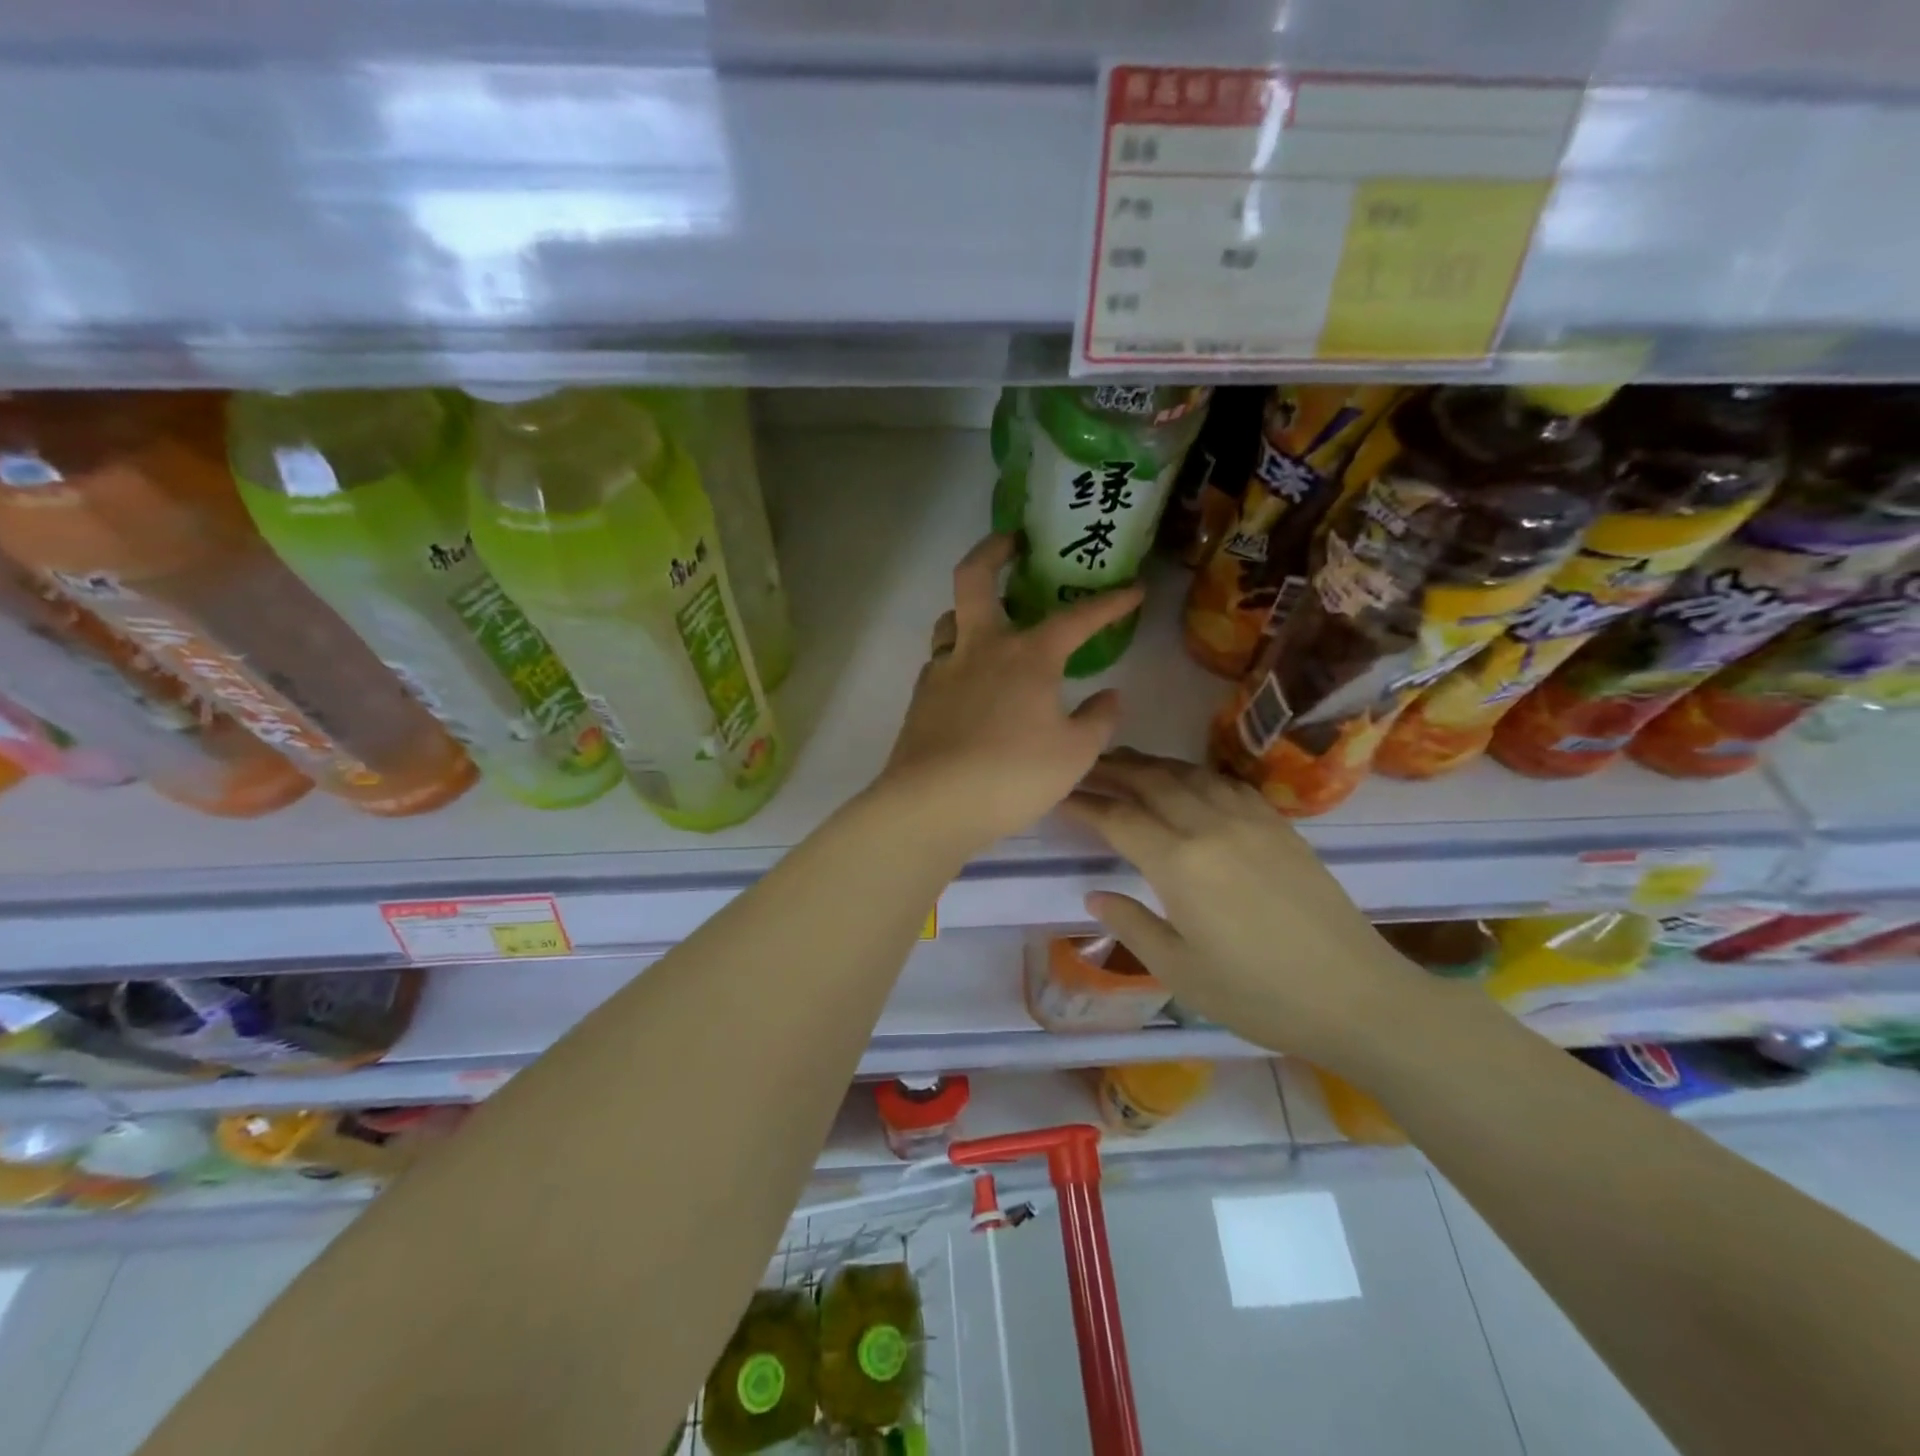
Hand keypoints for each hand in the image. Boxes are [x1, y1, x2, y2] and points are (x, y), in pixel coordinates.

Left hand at [873, 534, 1143, 856]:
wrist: (933, 805)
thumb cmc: (1012, 777)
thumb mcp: (1074, 755)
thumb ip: (1098, 721)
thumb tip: (1110, 696)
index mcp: (1028, 657)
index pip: (1077, 618)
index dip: (1109, 603)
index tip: (1133, 590)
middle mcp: (981, 649)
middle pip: (975, 578)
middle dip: (994, 550)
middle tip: (1012, 541)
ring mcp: (943, 670)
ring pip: (950, 619)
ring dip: (968, 610)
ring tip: (988, 620)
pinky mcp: (920, 697)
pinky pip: (939, 662)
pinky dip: (957, 657)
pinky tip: (967, 680)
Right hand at [1060, 750, 1432, 1072]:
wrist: (1357, 997)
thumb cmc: (1259, 997)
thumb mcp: (1181, 972)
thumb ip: (1132, 926)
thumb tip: (1096, 895)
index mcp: (1179, 864)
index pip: (1117, 817)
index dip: (1083, 803)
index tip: (1057, 794)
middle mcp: (1210, 827)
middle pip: (1150, 781)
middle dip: (1110, 769)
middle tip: (1081, 766)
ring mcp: (1250, 820)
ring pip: (1187, 773)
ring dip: (1150, 764)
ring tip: (1124, 765)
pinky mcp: (1279, 824)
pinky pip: (1225, 782)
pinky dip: (1193, 773)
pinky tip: (1185, 781)